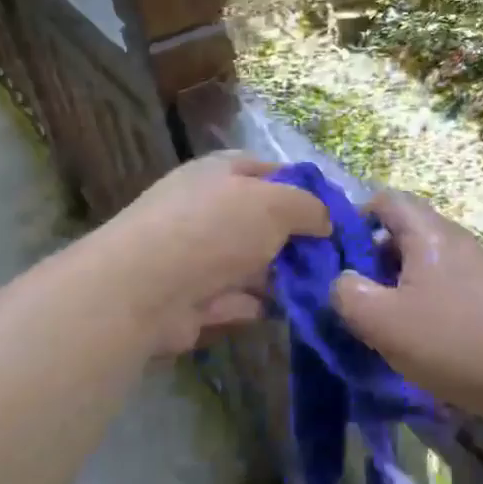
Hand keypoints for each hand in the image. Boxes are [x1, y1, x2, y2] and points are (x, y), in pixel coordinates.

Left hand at [97, 152, 330, 354]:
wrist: (144, 288)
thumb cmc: (215, 228)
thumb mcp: (276, 203)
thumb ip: (310, 207)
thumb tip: (327, 222)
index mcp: (222, 172)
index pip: (272, 171)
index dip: (306, 190)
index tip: (337, 217)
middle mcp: (208, 208)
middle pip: (265, 221)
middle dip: (298, 241)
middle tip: (335, 261)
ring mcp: (198, 255)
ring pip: (254, 263)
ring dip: (283, 277)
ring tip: (323, 291)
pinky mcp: (193, 298)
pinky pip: (237, 298)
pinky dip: (258, 305)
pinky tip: (287, 313)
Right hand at [329, 190, 482, 417]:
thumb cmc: (452, 341)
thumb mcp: (382, 321)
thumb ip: (347, 294)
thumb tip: (342, 281)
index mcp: (429, 232)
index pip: (386, 200)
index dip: (354, 219)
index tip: (338, 256)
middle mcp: (459, 239)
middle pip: (407, 232)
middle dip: (376, 260)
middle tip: (360, 297)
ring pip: (430, 262)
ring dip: (403, 285)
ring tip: (391, 323)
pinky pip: (453, 285)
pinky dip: (431, 302)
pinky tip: (430, 339)